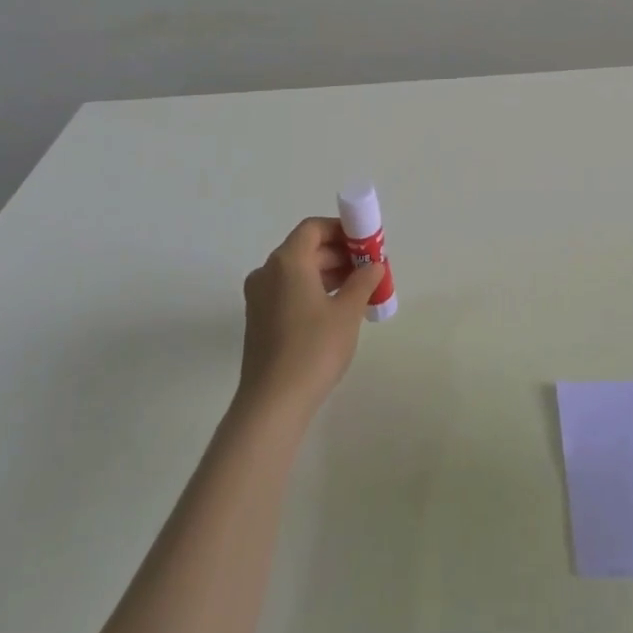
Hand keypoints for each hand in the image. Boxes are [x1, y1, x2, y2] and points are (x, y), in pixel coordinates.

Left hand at [236, 217, 385, 417]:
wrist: (272, 404)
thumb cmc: (313, 349)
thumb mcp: (347, 312)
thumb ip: (363, 281)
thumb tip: (373, 265)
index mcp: (286, 261)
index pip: (314, 228)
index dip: (341, 229)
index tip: (366, 243)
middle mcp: (267, 272)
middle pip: (306, 248)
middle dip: (339, 253)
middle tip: (368, 267)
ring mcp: (259, 298)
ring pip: (297, 271)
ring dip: (328, 273)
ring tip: (358, 289)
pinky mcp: (259, 320)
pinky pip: (289, 291)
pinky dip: (312, 290)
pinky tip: (336, 309)